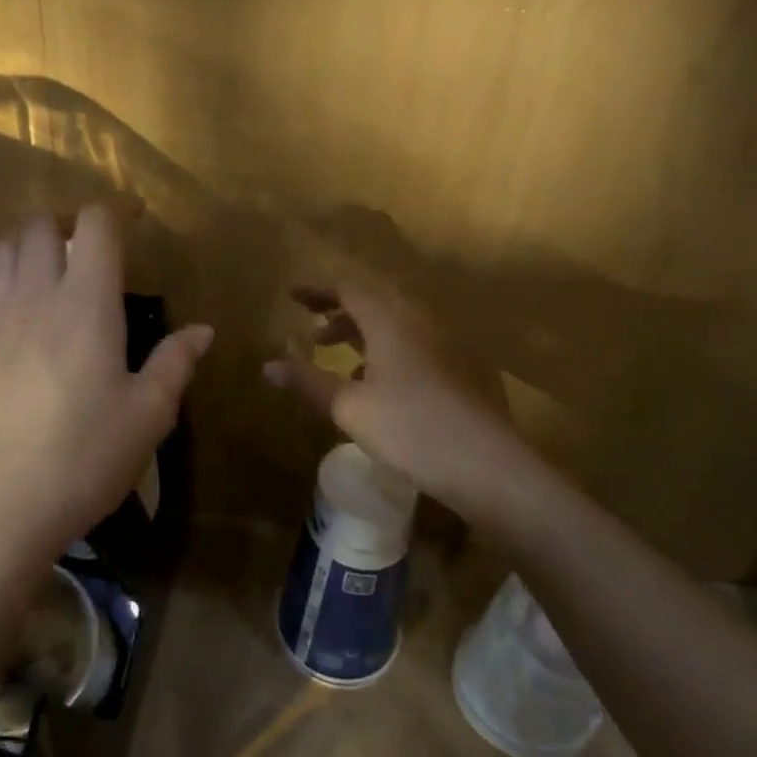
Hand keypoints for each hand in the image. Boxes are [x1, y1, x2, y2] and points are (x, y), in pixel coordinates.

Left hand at [0, 205, 212, 582]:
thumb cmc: (83, 460)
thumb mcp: (146, 417)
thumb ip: (175, 363)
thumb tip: (204, 330)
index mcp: (87, 304)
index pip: (95, 226)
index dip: (115, 214)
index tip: (133, 224)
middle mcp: (35, 294)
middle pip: (41, 225)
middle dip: (67, 225)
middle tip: (88, 253)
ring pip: (2, 248)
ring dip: (28, 246)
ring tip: (48, 273)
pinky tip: (7, 305)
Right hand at [264, 278, 543, 531]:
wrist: (489, 466)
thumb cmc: (411, 429)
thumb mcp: (348, 407)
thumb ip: (307, 381)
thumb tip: (267, 365)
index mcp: (391, 321)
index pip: (349, 289)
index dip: (318, 291)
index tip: (292, 296)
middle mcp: (420, 323)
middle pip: (375, 302)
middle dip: (340, 311)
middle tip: (313, 327)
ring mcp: (445, 346)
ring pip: (396, 324)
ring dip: (363, 332)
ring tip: (339, 357)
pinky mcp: (460, 370)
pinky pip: (414, 344)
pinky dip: (387, 350)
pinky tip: (378, 384)